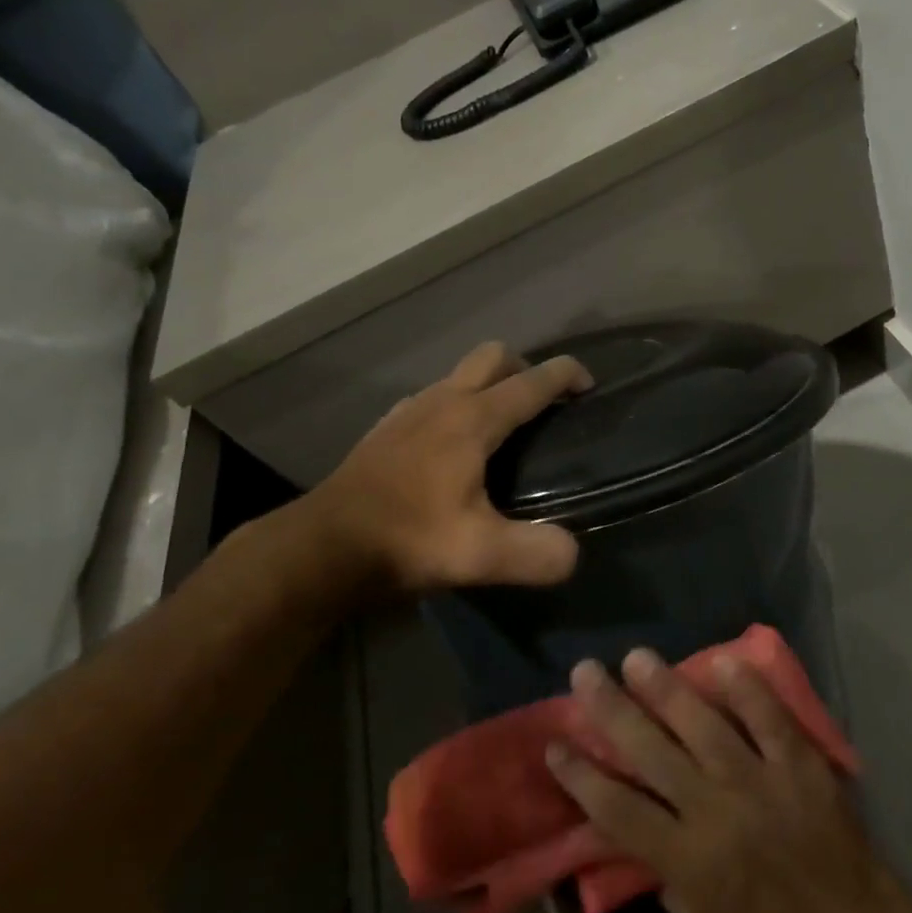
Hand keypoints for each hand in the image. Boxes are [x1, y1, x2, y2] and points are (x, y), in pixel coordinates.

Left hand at [277, 341, 592, 598]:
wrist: (322, 547)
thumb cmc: (405, 540)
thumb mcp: (480, 556)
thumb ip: (537, 553)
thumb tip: (571, 553)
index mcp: (473, 420)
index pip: (532, 381)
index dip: (566, 374)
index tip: (589, 385)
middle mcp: (443, 401)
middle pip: (493, 356)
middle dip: (526, 367)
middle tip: (544, 403)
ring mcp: (409, 411)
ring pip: (459, 374)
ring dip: (488, 384)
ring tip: (503, 427)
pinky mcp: (386, 429)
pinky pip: (432, 398)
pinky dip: (455, 405)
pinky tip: (452, 447)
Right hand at [547, 648, 903, 912]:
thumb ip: (663, 879)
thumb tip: (631, 832)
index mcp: (686, 860)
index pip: (618, 810)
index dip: (581, 776)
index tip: (555, 743)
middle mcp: (715, 811)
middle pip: (651, 753)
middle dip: (612, 710)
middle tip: (585, 671)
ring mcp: (758, 780)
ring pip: (703, 725)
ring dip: (667, 688)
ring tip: (637, 657)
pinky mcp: (798, 762)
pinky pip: (769, 718)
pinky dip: (748, 689)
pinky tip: (723, 660)